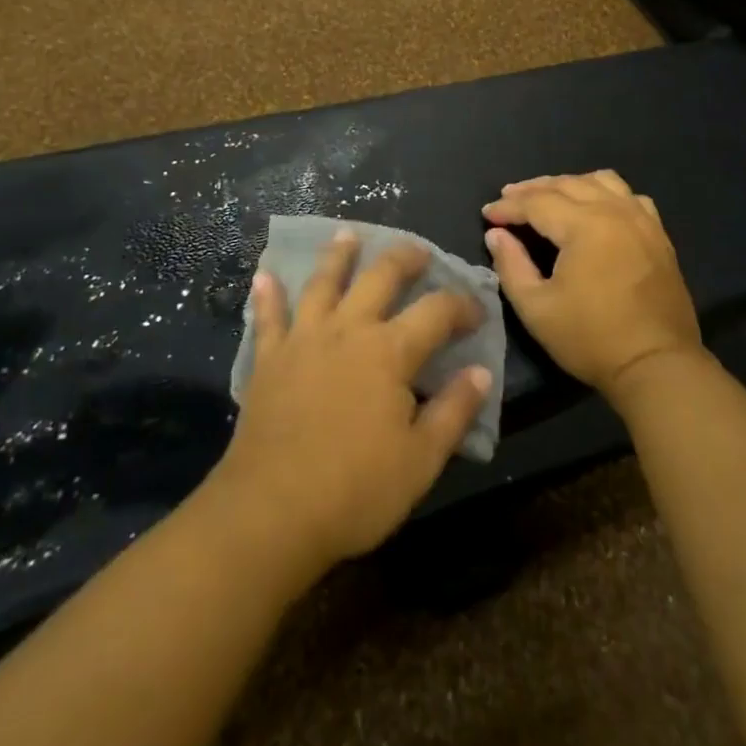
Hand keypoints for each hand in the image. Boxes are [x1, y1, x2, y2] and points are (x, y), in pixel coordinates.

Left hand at [209, 232, 491, 578]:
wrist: (272, 512)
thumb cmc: (356, 490)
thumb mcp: (421, 460)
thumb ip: (454, 411)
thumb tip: (481, 372)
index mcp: (390, 352)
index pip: (437, 312)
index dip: (462, 306)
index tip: (477, 313)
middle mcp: (348, 330)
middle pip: (380, 278)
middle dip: (405, 258)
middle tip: (419, 251)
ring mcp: (304, 340)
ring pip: (323, 283)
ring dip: (338, 255)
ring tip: (348, 233)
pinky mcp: (269, 359)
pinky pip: (268, 317)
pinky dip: (268, 295)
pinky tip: (264, 275)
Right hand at [483, 170, 702, 401]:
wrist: (657, 365)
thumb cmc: (591, 339)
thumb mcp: (536, 308)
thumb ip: (511, 265)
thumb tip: (497, 235)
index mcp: (584, 226)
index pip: (536, 202)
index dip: (508, 207)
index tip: (487, 215)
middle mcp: (614, 211)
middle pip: (567, 184)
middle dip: (532, 189)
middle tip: (508, 199)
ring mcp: (641, 220)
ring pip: (600, 181)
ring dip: (569, 184)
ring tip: (549, 198)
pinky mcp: (658, 235)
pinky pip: (629, 196)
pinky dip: (605, 193)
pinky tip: (596, 207)